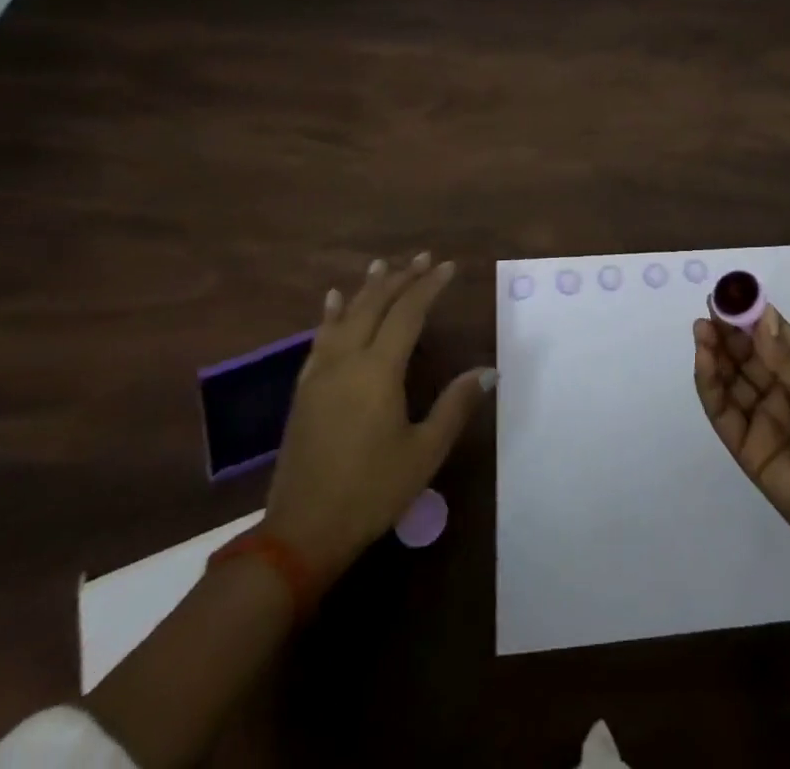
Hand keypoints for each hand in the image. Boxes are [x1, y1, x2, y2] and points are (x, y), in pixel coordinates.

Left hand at [264, 252, 495, 577]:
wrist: (301, 532)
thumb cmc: (371, 491)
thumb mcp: (424, 452)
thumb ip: (455, 405)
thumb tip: (488, 370)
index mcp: (379, 371)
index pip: (408, 313)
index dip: (429, 286)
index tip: (448, 266)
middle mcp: (347, 360)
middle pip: (375, 305)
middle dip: (401, 277)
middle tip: (423, 258)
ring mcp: (321, 373)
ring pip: (346, 316)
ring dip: (367, 288)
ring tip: (381, 264)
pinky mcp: (304, 389)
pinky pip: (320, 338)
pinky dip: (331, 314)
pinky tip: (333, 302)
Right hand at [694, 307, 789, 584]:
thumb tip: (760, 319)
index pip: (775, 339)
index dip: (754, 316)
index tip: (732, 293)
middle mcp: (785, 395)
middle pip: (748, 357)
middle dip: (728, 332)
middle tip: (709, 309)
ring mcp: (765, 423)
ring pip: (732, 381)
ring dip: (715, 354)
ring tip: (702, 329)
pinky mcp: (749, 451)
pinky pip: (724, 414)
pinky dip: (710, 386)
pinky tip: (704, 361)